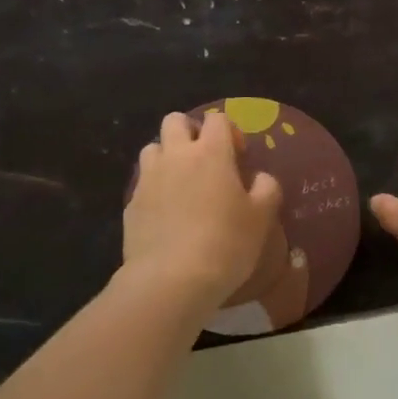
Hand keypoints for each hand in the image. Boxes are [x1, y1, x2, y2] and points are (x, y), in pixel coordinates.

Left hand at [125, 111, 281, 312]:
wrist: (170, 280)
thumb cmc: (225, 243)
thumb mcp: (261, 218)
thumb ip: (266, 188)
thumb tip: (260, 178)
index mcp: (211, 152)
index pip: (217, 118)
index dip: (229, 131)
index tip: (238, 157)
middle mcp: (176, 155)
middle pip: (175, 120)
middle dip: (190, 131)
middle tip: (205, 159)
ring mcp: (149, 178)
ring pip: (153, 147)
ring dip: (167, 156)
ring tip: (181, 182)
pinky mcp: (131, 204)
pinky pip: (142, 182)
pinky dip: (154, 187)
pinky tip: (166, 213)